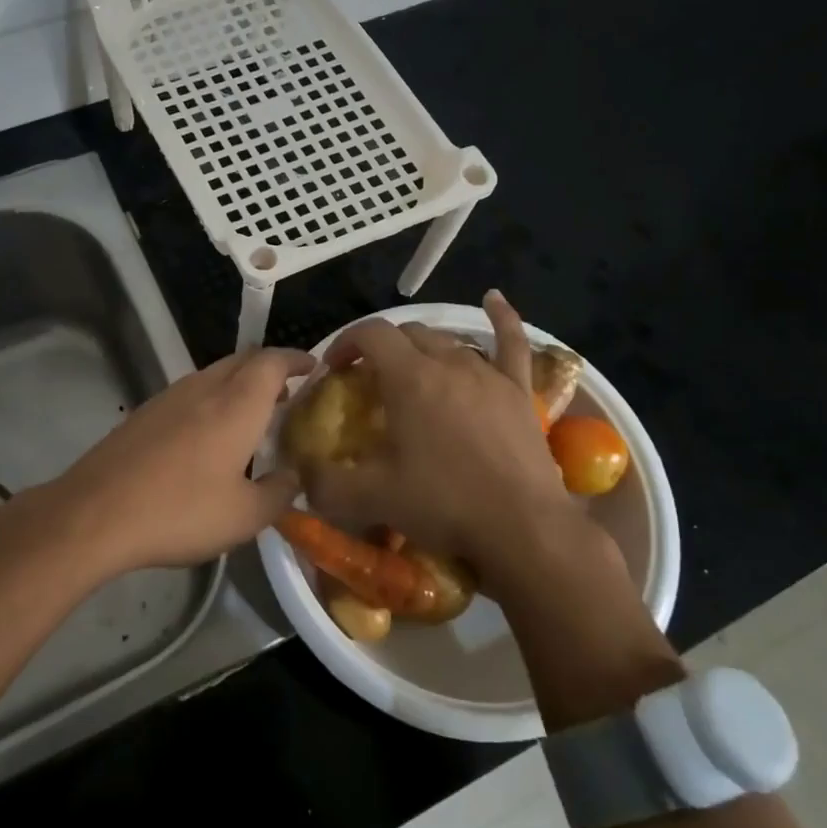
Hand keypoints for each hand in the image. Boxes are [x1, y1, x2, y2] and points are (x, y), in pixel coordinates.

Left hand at [45, 346, 315, 572]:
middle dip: (270, 369)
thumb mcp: (244, 516)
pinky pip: (191, 392)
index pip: (273, 361)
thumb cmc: (180, 511)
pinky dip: (213, 399)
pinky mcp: (145, 412)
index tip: (313, 367)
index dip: (296, 359)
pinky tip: (209, 435)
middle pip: (244, 360)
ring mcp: (170, 396)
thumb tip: (293, 477)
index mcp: (237, 404)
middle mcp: (205, 388)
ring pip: (215, 374)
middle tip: (287, 394)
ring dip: (239, 383)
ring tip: (252, 415)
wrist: (95, 513)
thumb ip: (279, 493)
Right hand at [302, 292, 615, 584]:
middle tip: (369, 381)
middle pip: (408, 334)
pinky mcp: (518, 390)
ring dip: (423, 349)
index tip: (334, 370)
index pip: (370, 335)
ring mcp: (488, 373)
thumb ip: (326, 484)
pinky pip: (511, 343)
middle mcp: (448, 363)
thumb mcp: (373, 498)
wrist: (523, 529)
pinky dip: (501, 318)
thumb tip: (303, 474)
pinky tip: (492, 298)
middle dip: (382, 348)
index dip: (346, 343)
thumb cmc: (445, 504)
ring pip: (448, 341)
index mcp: (410, 379)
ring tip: (411, 371)